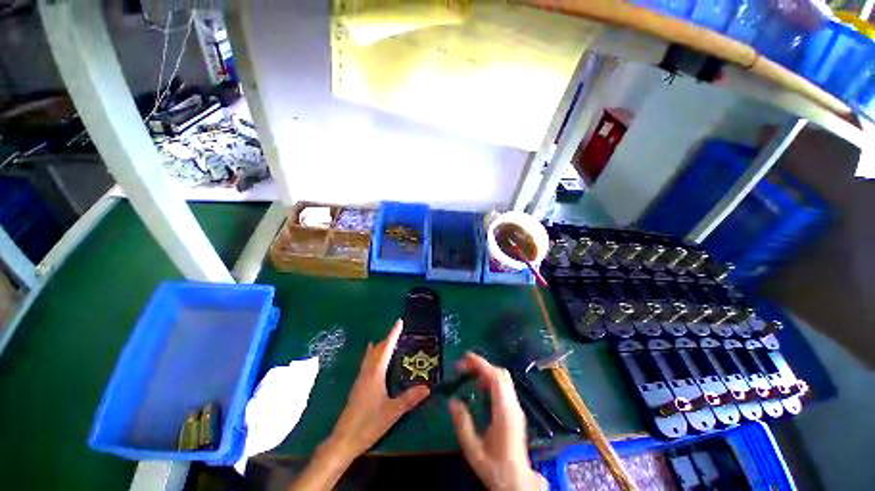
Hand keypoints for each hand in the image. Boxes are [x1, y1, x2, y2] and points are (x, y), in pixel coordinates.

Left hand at [327, 319, 430, 458]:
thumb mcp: (392, 412)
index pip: (386, 348)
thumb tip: (427, 387)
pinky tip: (376, 360)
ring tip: (389, 341)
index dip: (393, 334)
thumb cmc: (368, 424)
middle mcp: (367, 372)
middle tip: (400, 332)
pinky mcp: (359, 386)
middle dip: (388, 338)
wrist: (343, 440)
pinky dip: (374, 355)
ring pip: (371, 355)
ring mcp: (361, 379)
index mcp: (375, 373)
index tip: (399, 321)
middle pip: (377, 349)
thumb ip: (409, 399)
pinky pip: (368, 363)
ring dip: (380, 346)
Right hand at [449, 353, 546, 490]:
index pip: (496, 378)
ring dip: (486, 371)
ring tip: (469, 374)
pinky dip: (491, 380)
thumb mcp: (473, 450)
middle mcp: (513, 406)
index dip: (481, 364)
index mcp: (504, 413)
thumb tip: (452, 401)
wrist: (517, 482)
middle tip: (463, 366)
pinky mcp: (515, 411)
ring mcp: (516, 407)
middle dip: (482, 365)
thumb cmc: (495, 467)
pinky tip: (479, 387)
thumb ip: (463, 425)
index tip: (465, 358)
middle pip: (501, 374)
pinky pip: (504, 386)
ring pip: (503, 378)